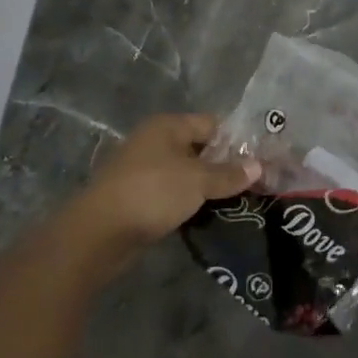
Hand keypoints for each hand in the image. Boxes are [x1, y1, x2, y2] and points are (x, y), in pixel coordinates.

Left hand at [53, 114, 258, 281]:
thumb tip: (258, 166)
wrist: (99, 233)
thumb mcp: (198, 181)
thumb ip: (229, 174)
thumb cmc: (153, 193)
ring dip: (205, 186)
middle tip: (251, 183)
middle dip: (223, 165)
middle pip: (198, 148)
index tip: (258, 161)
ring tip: (234, 201)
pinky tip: (205, 214)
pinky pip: (171, 192)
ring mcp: (142, 168)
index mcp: (168, 126)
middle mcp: (154, 141)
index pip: (212, 124)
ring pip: (185, 172)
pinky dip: (187, 200)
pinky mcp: (136, 195)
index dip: (236, 141)